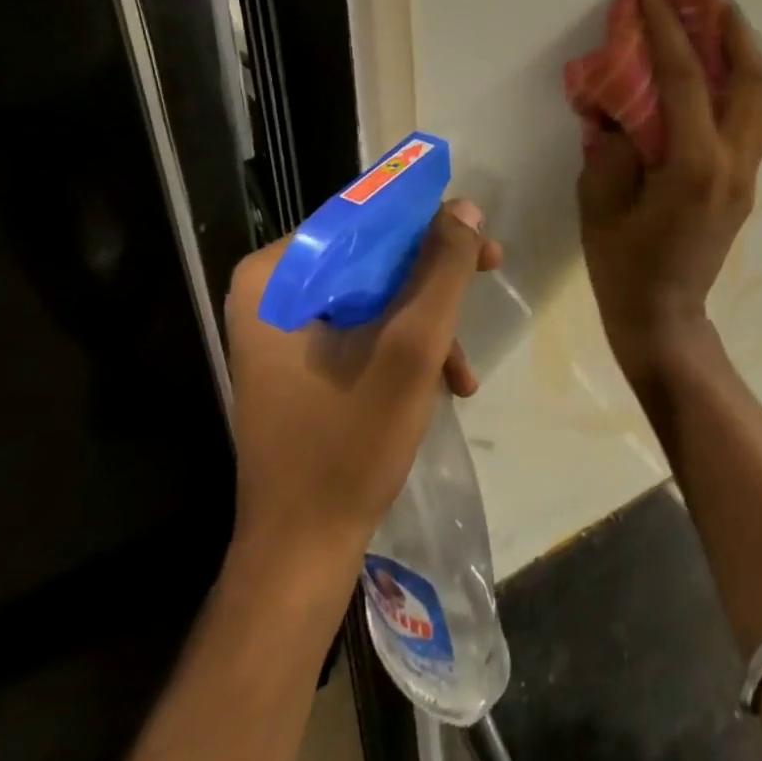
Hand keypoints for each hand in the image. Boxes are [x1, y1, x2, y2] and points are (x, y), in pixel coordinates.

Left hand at [222, 201, 500, 567]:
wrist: (302, 552)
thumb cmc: (349, 443)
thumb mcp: (411, 347)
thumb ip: (442, 270)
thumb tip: (466, 208)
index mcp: (276, 277)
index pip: (360, 217)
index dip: (425, 220)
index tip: (476, 237)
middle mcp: (272, 293)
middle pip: (370, 254)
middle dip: (433, 277)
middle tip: (489, 273)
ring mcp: (283, 330)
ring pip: (373, 292)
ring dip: (426, 320)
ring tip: (462, 367)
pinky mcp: (300, 361)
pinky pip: (362, 327)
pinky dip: (404, 346)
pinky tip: (445, 382)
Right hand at [577, 0, 761, 386]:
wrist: (665, 319)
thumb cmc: (624, 266)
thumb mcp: (599, 202)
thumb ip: (612, 144)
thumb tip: (622, 105)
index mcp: (694, 165)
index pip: (685, 80)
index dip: (667, 30)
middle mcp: (732, 162)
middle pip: (751, 80)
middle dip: (732, 30)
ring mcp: (746, 174)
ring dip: (745, 57)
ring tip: (718, 29)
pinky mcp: (745, 184)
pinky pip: (752, 121)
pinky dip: (740, 87)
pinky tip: (714, 78)